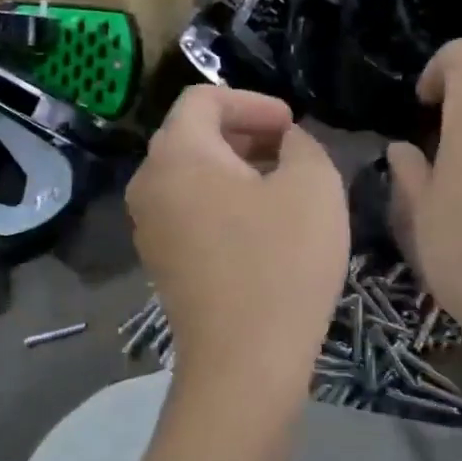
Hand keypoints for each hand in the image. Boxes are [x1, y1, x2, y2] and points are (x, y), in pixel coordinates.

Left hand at [128, 87, 348, 398]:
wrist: (244, 361)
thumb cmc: (281, 261)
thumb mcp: (314, 185)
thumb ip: (303, 143)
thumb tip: (287, 141)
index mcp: (177, 153)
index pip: (204, 98)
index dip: (253, 101)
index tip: (292, 124)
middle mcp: (149, 183)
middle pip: (193, 135)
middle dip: (245, 133)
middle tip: (291, 149)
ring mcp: (148, 226)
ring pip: (191, 175)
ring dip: (235, 168)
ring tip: (282, 185)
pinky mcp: (160, 261)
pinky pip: (188, 210)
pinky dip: (222, 202)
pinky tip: (261, 225)